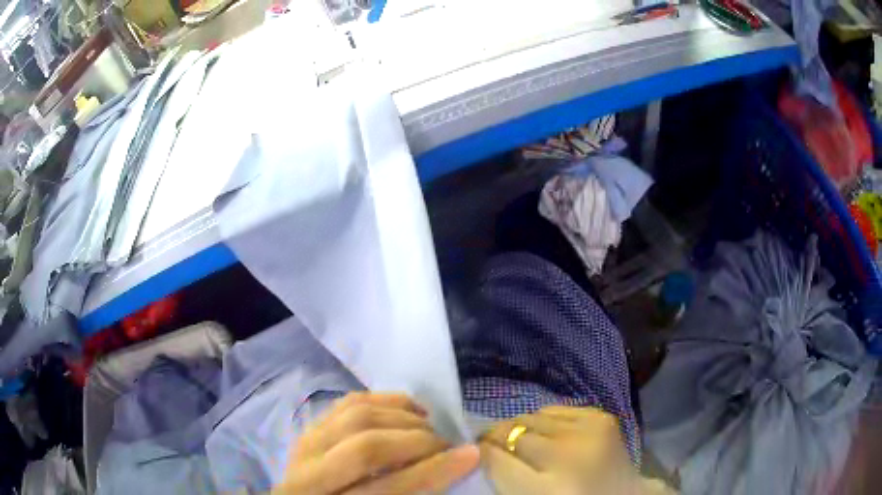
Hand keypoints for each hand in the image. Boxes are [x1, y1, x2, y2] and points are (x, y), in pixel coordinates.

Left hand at [273, 392, 479, 494]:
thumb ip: (408, 493)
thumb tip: (454, 464)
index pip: (386, 487)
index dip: (432, 471)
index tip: (471, 455)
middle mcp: (309, 474)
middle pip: (367, 448)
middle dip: (418, 442)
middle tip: (448, 444)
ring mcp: (304, 445)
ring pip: (355, 417)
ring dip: (402, 417)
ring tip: (429, 427)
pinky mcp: (309, 428)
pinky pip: (347, 403)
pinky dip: (382, 400)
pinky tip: (407, 408)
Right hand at [479, 406, 672, 494]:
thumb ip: (504, 479)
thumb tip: (480, 452)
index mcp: (547, 490)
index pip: (496, 459)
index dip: (481, 454)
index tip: (474, 453)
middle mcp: (569, 456)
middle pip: (512, 433)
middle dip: (496, 438)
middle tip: (493, 447)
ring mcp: (590, 432)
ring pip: (531, 416)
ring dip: (519, 428)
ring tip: (520, 440)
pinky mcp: (602, 417)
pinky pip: (555, 409)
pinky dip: (544, 420)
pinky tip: (547, 433)